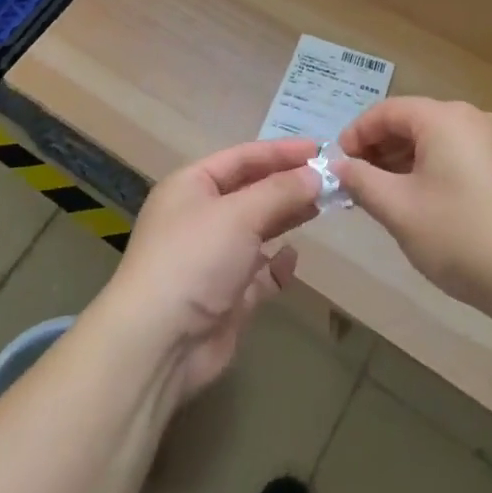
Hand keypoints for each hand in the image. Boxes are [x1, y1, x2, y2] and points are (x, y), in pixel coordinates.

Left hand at [100, 138, 319, 405]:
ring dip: (287, 217)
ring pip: (258, 228)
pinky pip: (258, 271)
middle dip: (289, 183)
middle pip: (252, 190)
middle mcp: (201, 216)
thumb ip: (281, 191)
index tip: (321, 148)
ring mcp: (213, 257)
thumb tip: (317, 173)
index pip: (243, 157)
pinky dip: (276, 264)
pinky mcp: (226, 295)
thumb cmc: (195, 259)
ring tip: (325, 205)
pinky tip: (293, 257)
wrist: (159, 344)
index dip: (281, 151)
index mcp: (192, 185)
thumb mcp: (239, 214)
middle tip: (332, 179)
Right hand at [335, 97, 491, 315]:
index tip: (337, 165)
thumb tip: (338, 165)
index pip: (386, 111)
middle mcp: (469, 118)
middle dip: (378, 149)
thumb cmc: (460, 236)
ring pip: (433, 139)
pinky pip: (455, 154)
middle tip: (355, 183)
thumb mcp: (399, 209)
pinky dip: (429, 169)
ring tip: (381, 196)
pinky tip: (419, 202)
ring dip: (402, 161)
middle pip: (410, 121)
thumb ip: (362, 181)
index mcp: (443, 118)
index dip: (356, 134)